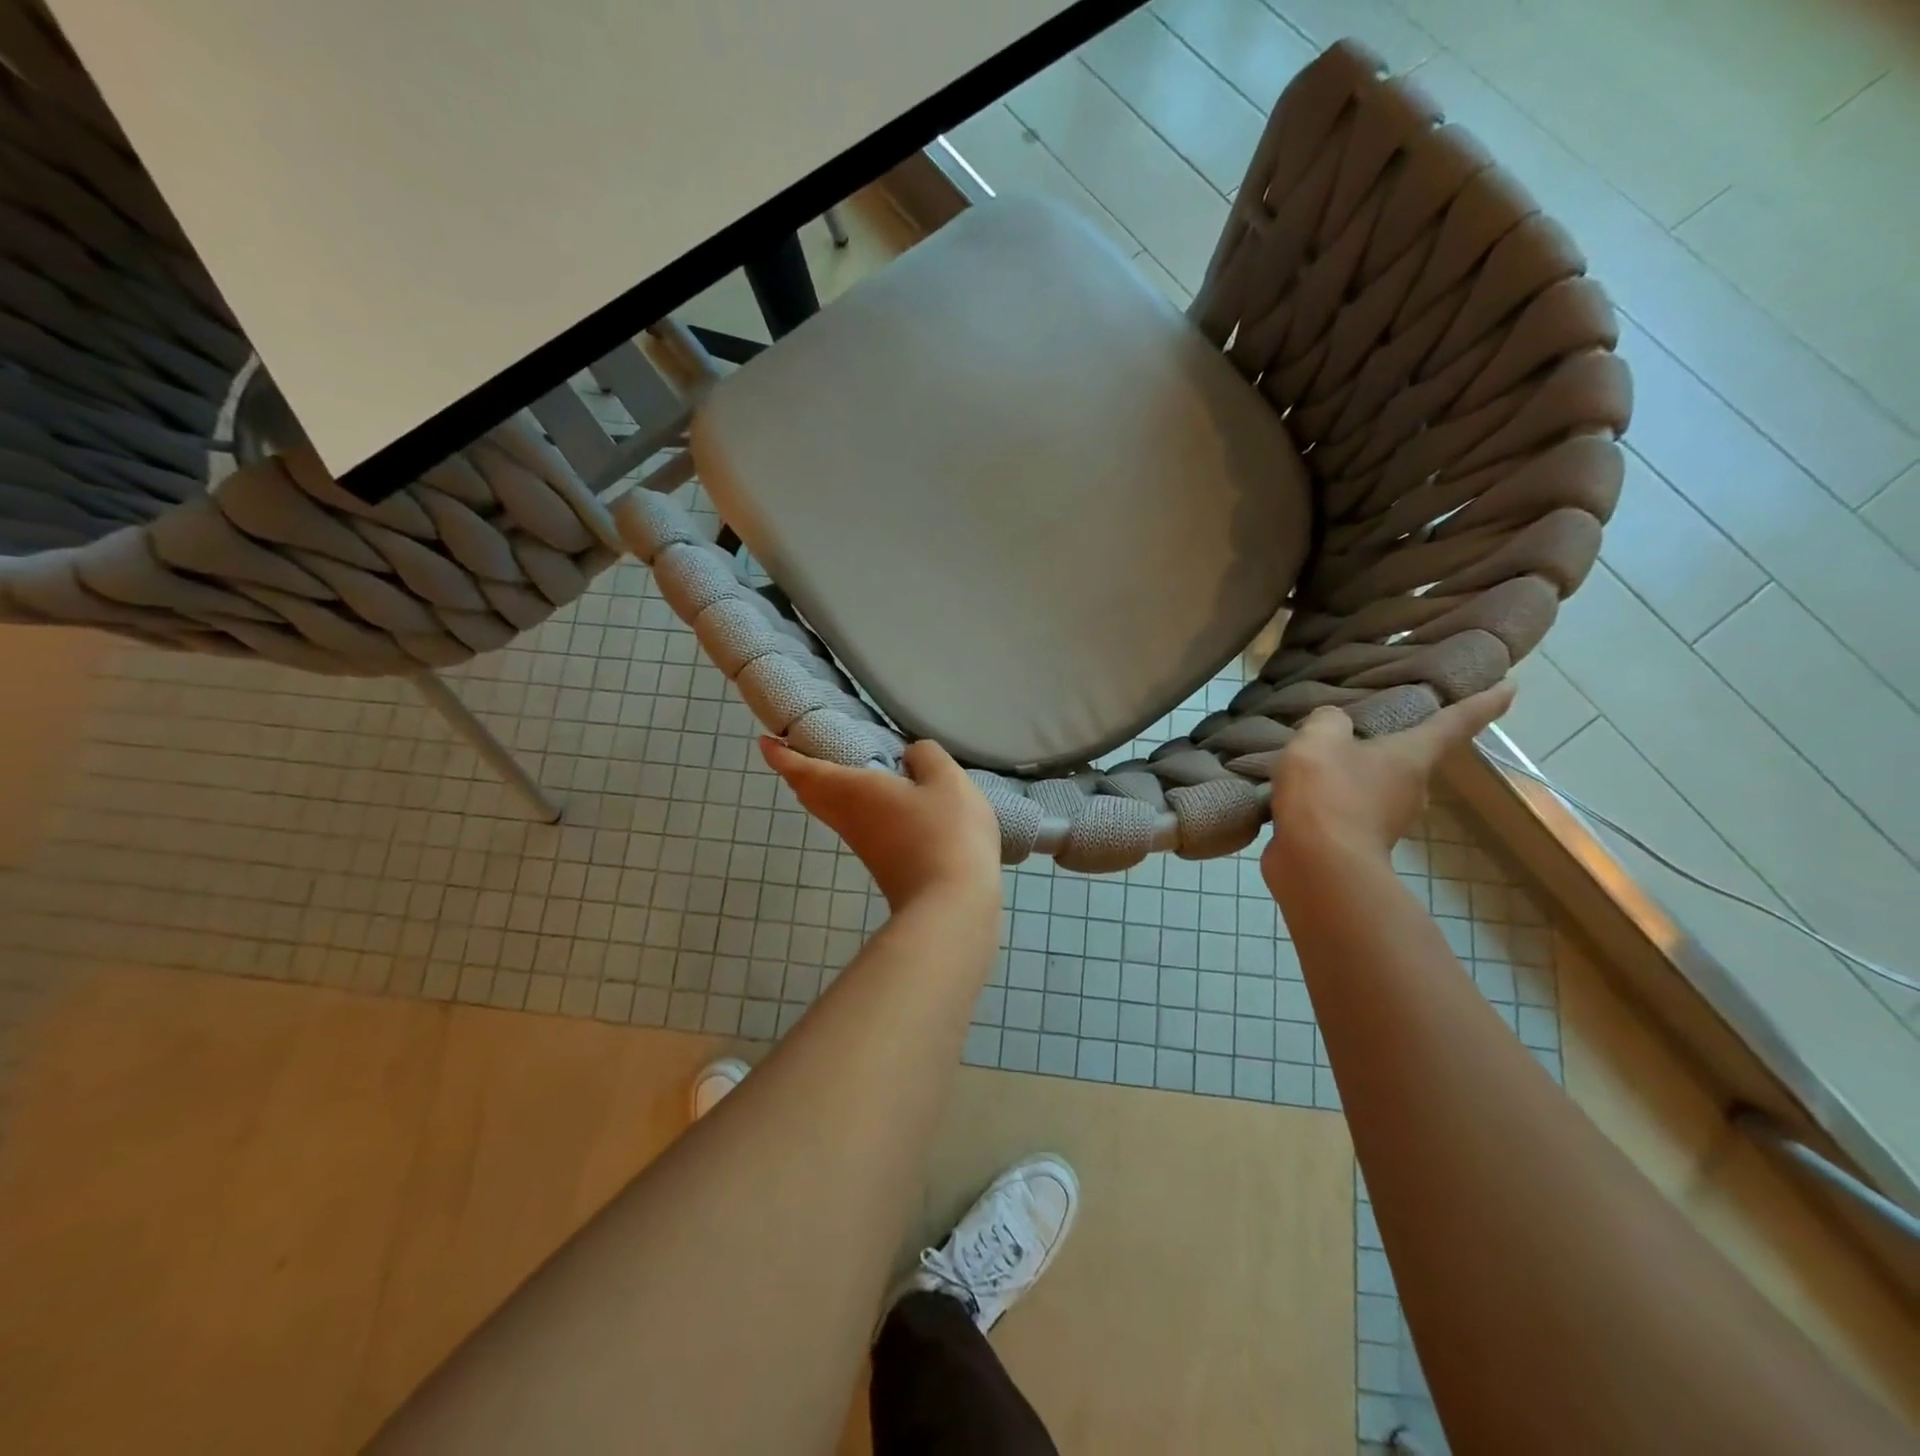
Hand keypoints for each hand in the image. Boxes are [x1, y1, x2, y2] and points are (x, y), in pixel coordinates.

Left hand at [760, 738, 1003, 911]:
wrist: (951, 907)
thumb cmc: (944, 833)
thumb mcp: (946, 781)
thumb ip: (927, 758)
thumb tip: (911, 756)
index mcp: (852, 790)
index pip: (804, 770)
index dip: (782, 755)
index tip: (765, 743)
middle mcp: (848, 818)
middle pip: (812, 795)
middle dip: (801, 772)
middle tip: (802, 751)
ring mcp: (864, 845)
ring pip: (834, 811)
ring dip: (829, 790)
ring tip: (843, 767)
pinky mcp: (882, 863)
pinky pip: (857, 824)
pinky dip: (856, 805)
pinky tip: (883, 799)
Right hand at [1262, 681, 1516, 886]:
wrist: (1317, 865)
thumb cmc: (1328, 794)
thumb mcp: (1319, 739)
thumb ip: (1327, 721)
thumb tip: (1334, 723)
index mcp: (1413, 755)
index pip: (1456, 721)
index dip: (1483, 701)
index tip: (1509, 685)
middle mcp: (1412, 787)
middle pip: (1410, 755)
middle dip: (1393, 740)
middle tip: (1365, 722)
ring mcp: (1387, 819)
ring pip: (1375, 782)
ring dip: (1354, 771)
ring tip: (1318, 757)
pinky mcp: (1358, 840)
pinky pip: (1347, 807)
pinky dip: (1331, 797)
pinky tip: (1301, 791)